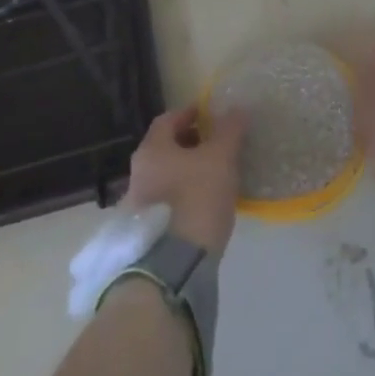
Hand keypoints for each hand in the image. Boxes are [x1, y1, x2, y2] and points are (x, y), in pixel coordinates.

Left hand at [125, 105, 247, 257]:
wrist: (174, 266)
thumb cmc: (197, 198)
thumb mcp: (221, 158)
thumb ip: (229, 130)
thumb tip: (236, 109)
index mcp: (151, 150)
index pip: (168, 119)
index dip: (190, 113)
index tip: (211, 114)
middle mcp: (138, 173)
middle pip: (166, 147)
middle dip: (191, 142)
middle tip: (217, 143)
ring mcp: (139, 204)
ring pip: (166, 175)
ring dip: (188, 169)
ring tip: (216, 174)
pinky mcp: (147, 230)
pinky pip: (168, 200)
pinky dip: (185, 193)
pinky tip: (205, 202)